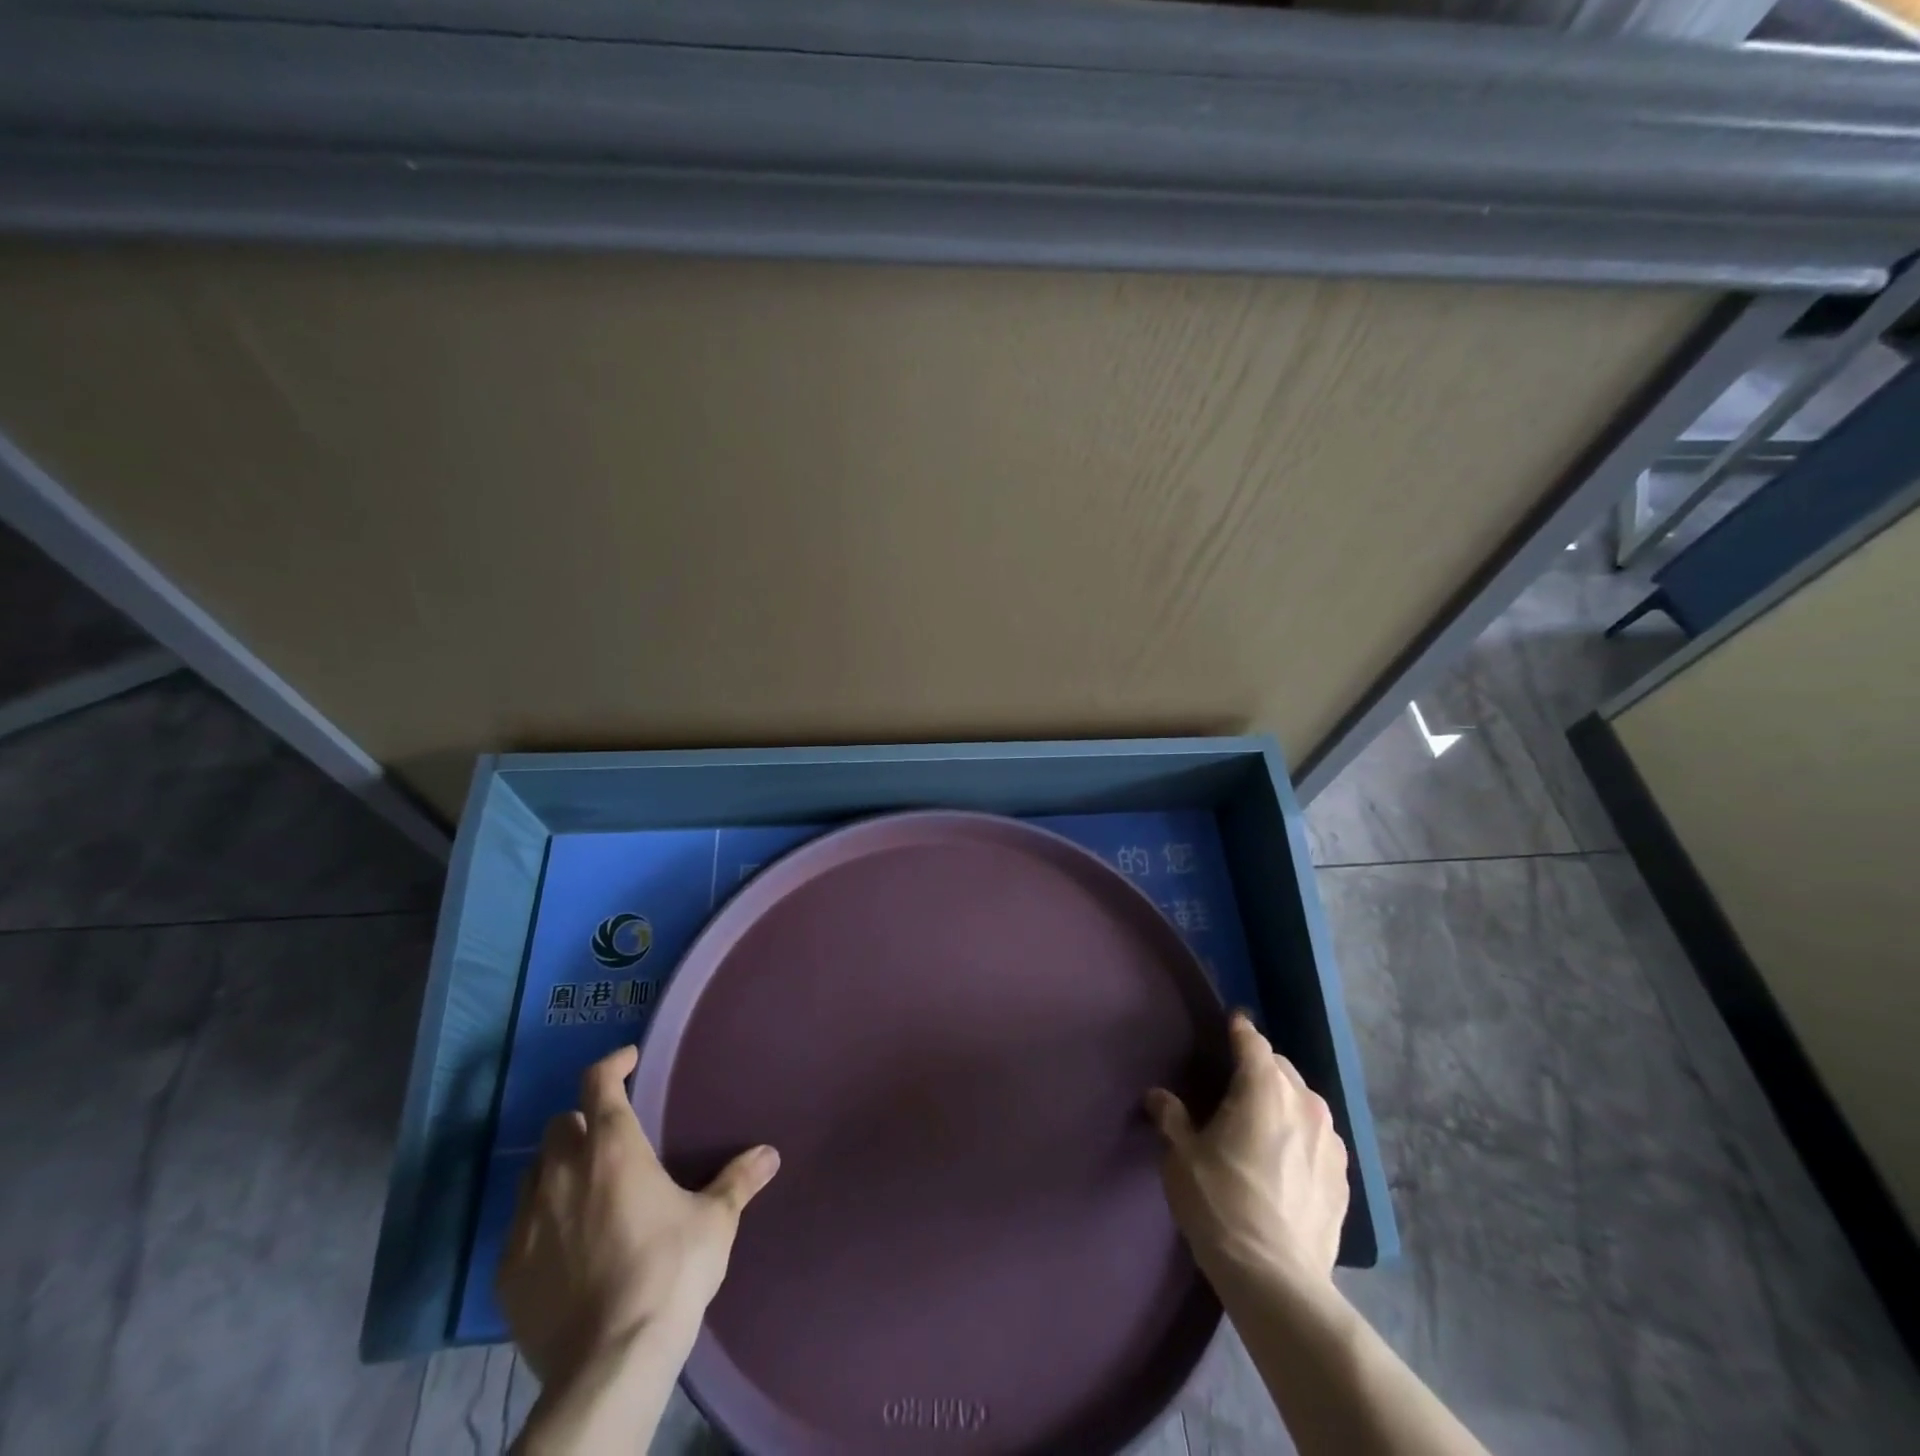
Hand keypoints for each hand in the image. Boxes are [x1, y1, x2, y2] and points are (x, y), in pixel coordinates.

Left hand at [497, 1045, 780, 1385]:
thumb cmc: (669, 1271)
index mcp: (613, 1147)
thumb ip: (738, 1181)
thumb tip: (769, 1153)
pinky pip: (520, 1226)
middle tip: (610, 1140)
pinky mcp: (506, 1270)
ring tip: (586, 1189)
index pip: (598, 1082)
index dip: (612, 1064)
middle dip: (583, 1122)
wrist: (609, 1362)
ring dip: (558, 1168)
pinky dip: (541, 1221)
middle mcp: (562, 1172)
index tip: (628, 1061)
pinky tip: (565, 1245)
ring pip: (534, 1172)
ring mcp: (527, 1221)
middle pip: (560, 1124)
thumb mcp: (714, 1221)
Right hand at [1145, 1012, 1348, 1288]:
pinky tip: (1285, 1159)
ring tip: (1262, 1120)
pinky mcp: (1343, 1178)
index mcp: (1264, 1088)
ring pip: (1304, 1102)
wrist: (1276, 1279)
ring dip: (1284, 1101)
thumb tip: (1158, 1096)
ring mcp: (1331, 1142)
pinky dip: (1301, 1135)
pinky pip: (1319, 1138)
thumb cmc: (1220, 1203)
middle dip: (1260, 1067)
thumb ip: (1171, 1117)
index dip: (1239, 1029)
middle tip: (1235, 1082)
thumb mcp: (1182, 1156)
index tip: (1231, 1021)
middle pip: (1281, 1068)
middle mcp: (1304, 1103)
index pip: (1252, 1042)